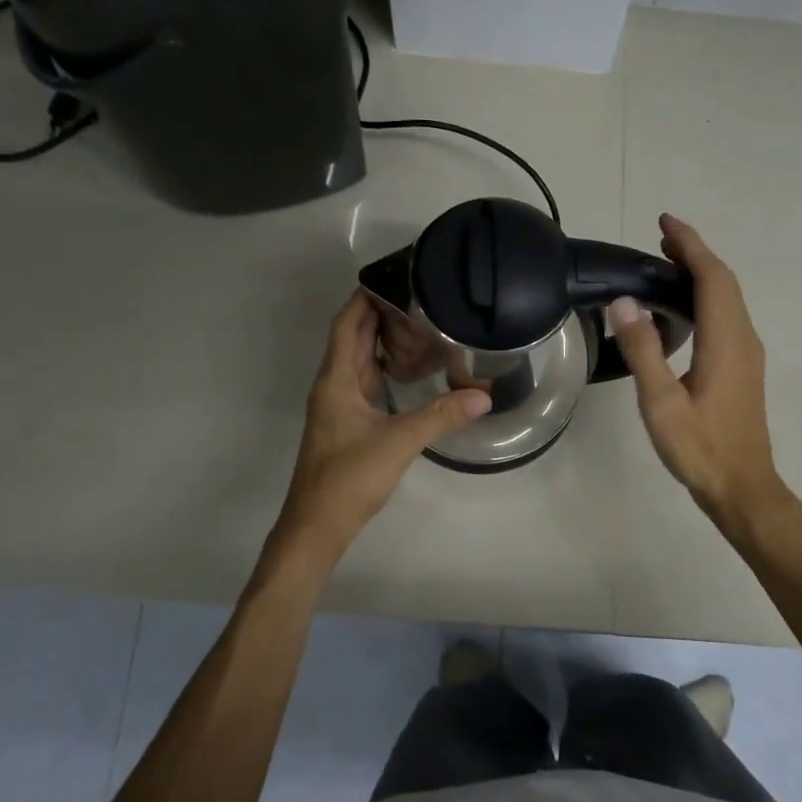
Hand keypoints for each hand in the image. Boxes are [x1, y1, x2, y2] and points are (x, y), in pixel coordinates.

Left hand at [270, 291, 489, 564]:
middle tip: (420, 294)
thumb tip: (483, 395)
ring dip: (384, 338)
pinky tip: (412, 366)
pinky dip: (386, 365)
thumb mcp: (398, 443)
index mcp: (337, 379)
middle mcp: (334, 384)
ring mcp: (340, 404)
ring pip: (361, 358)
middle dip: (381, 312)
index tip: (396, 277)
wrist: (317, 525)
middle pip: (354, 336)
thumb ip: (440, 417)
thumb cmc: (348, 478)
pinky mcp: (349, 421)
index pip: (348, 323)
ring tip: (421, 321)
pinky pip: (367, 379)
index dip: (366, 297)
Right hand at [609, 215, 784, 518]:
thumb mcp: (661, 402)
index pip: (711, 277)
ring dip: (700, 274)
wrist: (743, 487)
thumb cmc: (700, 447)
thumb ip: (644, 350)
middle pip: (724, 281)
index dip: (690, 244)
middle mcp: (743, 338)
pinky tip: (681, 310)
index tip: (664, 221)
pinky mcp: (743, 367)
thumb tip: (624, 302)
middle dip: (694, 253)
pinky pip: (726, 316)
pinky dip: (704, 297)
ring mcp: (747, 353)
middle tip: (659, 237)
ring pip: (727, 298)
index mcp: (726, 340)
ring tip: (665, 263)